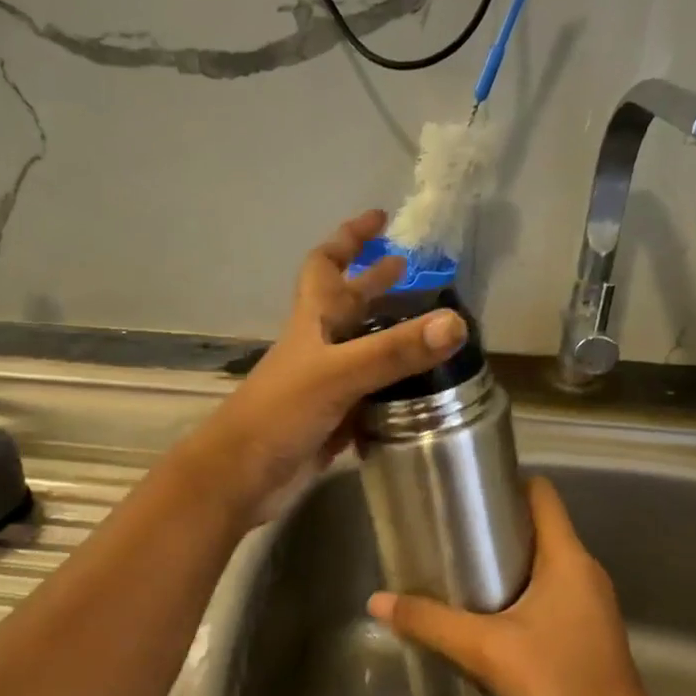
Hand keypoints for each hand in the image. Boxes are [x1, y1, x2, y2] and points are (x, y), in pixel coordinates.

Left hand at [186, 210, 465, 521]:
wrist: (241, 476)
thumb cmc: (280, 413)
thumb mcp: (338, 374)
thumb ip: (393, 351)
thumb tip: (454, 323)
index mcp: (313, 322)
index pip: (327, 264)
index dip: (350, 237)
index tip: (381, 219)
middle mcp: (318, 347)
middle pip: (349, 305)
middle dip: (378, 283)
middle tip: (415, 270)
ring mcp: (324, 386)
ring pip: (362, 352)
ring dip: (391, 340)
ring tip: (433, 335)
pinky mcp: (332, 422)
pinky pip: (368, 397)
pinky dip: (390, 392)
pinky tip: (419, 397)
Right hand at [367, 476, 672, 695]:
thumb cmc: (558, 682)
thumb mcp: (486, 650)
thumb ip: (431, 623)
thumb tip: (377, 601)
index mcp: (568, 558)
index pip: (542, 494)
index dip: (506, 483)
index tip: (466, 491)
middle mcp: (584, 571)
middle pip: (539, 526)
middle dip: (496, 526)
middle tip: (450, 533)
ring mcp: (589, 602)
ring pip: (544, 562)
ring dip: (506, 562)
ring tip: (460, 570)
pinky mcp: (587, 630)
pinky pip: (550, 592)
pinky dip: (520, 591)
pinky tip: (488, 614)